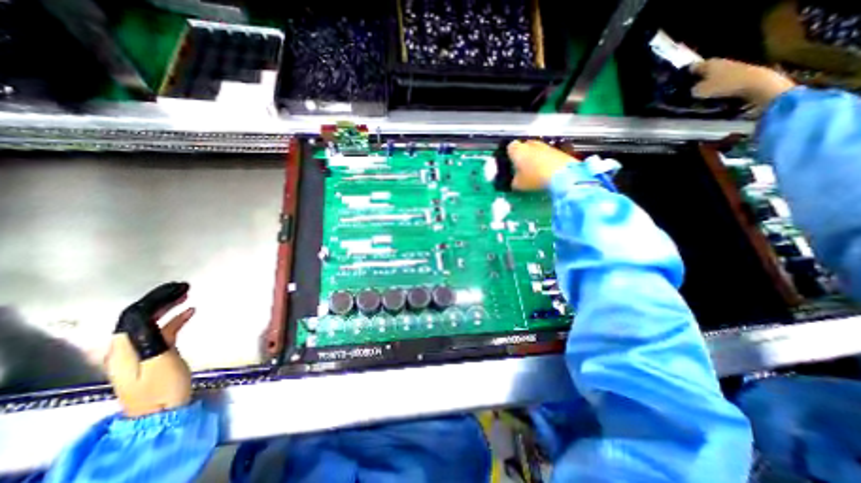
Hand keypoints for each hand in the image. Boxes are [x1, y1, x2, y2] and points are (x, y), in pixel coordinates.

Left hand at [105, 286, 195, 416]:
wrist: (163, 414)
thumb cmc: (162, 389)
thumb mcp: (158, 363)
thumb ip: (152, 339)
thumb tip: (149, 316)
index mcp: (124, 349)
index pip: (133, 316)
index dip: (155, 299)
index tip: (178, 288)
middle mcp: (126, 348)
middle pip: (139, 317)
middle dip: (161, 300)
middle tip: (185, 287)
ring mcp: (141, 351)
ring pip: (151, 322)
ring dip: (168, 307)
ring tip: (188, 295)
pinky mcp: (155, 354)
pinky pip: (162, 330)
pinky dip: (175, 319)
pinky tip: (191, 311)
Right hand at [506, 139, 576, 189]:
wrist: (562, 174)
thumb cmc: (534, 178)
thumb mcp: (518, 185)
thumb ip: (514, 181)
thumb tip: (515, 180)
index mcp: (517, 150)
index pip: (510, 147)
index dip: (510, 155)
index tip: (512, 165)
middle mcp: (530, 144)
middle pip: (524, 147)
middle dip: (524, 156)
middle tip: (523, 169)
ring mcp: (545, 145)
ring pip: (536, 150)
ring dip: (536, 158)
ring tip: (537, 172)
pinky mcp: (558, 150)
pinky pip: (548, 154)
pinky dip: (546, 161)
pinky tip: (547, 172)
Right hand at [691, 57, 795, 106]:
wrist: (755, 82)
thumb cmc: (723, 85)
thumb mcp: (699, 91)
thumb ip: (692, 90)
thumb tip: (691, 90)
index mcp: (707, 63)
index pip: (691, 68)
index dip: (683, 76)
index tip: (678, 84)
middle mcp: (718, 62)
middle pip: (703, 71)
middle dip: (696, 79)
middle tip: (687, 90)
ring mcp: (730, 66)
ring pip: (712, 75)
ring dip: (706, 82)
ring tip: (699, 94)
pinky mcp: (739, 72)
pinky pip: (722, 79)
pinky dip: (716, 85)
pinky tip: (713, 93)